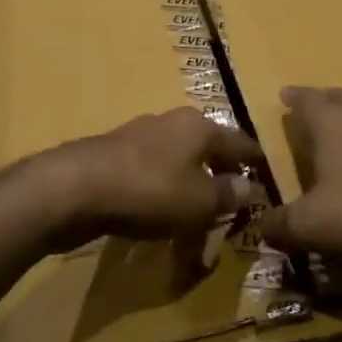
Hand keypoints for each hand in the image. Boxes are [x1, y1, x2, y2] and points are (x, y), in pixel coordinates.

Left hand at [33, 107, 266, 250]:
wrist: (75, 187)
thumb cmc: (150, 190)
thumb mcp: (200, 201)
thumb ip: (227, 194)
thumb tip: (250, 187)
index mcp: (199, 126)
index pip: (240, 142)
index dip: (254, 163)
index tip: (266, 178)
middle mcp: (170, 123)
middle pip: (205, 150)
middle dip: (218, 177)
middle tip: (230, 206)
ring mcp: (138, 138)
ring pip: (176, 164)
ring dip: (188, 189)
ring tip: (195, 218)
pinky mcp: (112, 158)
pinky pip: (149, 177)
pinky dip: (160, 195)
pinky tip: (158, 217)